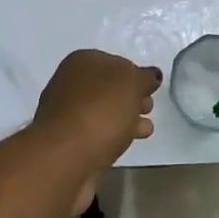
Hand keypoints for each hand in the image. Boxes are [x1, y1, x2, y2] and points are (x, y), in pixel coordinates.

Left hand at [32, 50, 160, 211]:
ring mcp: (66, 113)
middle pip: (108, 88)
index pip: (115, 62)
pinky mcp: (68, 142)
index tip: (152, 89)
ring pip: (104, 111)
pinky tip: (129, 142)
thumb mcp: (132, 83)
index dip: (135, 74)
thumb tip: (150, 76)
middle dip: (131, 97)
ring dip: (125, 118)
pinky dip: (114, 135)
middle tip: (149, 108)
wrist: (66, 156)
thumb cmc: (101, 110)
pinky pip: (98, 132)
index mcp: (82, 61)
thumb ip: (144, 77)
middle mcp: (70, 83)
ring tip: (146, 129)